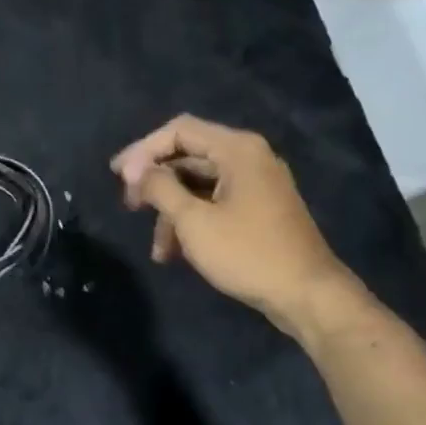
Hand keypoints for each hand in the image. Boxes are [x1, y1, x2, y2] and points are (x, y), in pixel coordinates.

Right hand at [111, 115, 353, 334]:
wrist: (306, 293)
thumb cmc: (247, 253)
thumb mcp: (194, 221)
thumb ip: (161, 189)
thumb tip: (137, 170)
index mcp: (236, 149)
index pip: (179, 131)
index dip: (143, 151)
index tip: (118, 178)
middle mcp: (248, 158)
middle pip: (189, 157)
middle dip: (156, 184)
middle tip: (130, 207)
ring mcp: (256, 184)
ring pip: (200, 186)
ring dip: (172, 212)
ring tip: (157, 250)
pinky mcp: (259, 210)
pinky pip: (216, 204)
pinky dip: (193, 222)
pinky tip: (177, 253)